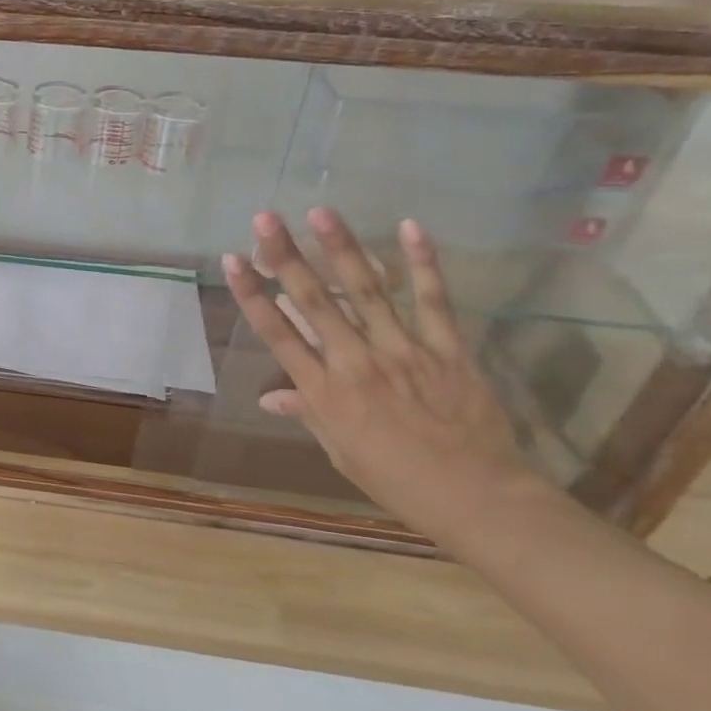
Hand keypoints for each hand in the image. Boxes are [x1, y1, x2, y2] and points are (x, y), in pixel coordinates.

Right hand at [222, 210, 535, 539]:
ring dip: (342, 248)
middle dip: (286, 257)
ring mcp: (404, 352)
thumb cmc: (397, 480)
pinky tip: (409, 227)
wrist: (478, 499)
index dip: (252, 294)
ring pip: (367, 291)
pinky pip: (433, 301)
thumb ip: (308, 413)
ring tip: (321, 212)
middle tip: (265, 219)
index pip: (278, 334)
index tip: (232, 260)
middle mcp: (356, 363)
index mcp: (325, 392)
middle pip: (315, 301)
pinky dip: (423, 263)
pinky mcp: (448, 349)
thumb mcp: (341, 451)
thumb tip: (269, 398)